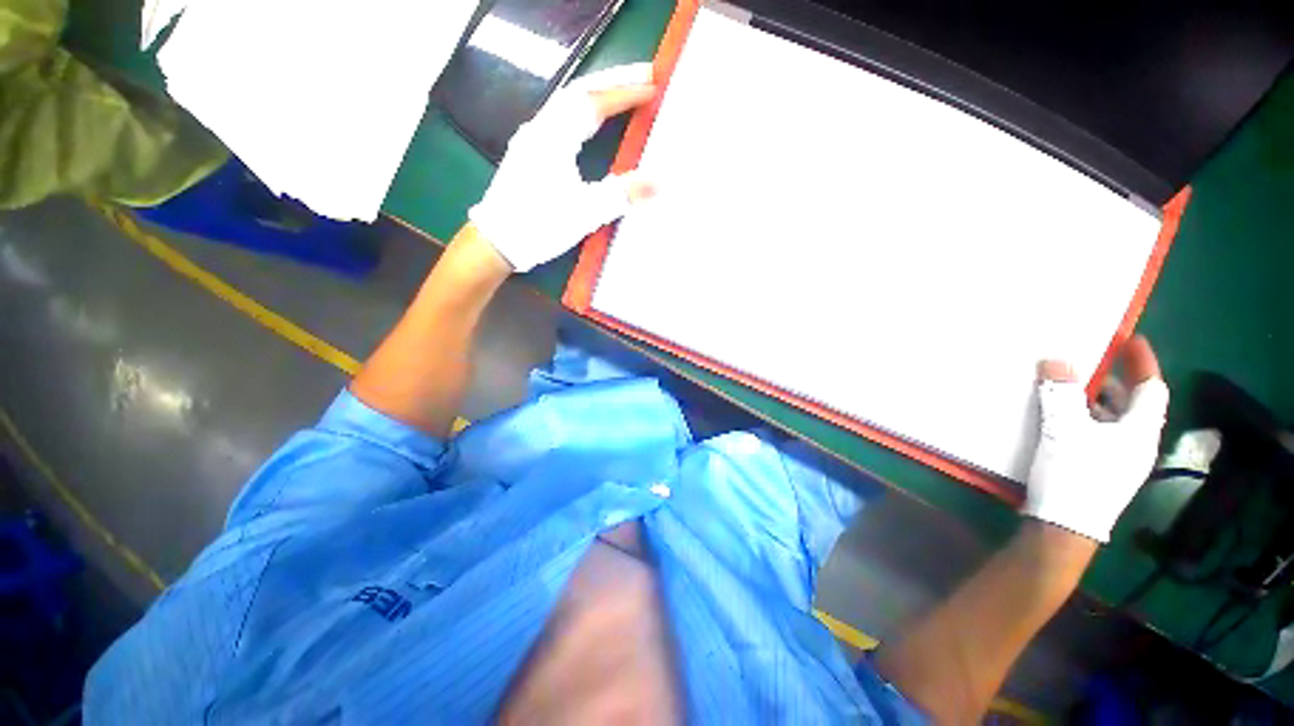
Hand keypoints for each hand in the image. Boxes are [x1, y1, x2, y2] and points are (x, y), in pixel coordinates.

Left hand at [469, 64, 657, 272]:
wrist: (498, 241)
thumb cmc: (541, 223)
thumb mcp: (586, 211)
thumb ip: (622, 194)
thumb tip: (659, 183)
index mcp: (554, 137)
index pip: (594, 102)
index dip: (625, 93)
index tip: (653, 85)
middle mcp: (541, 129)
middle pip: (579, 92)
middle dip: (612, 82)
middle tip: (643, 75)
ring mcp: (532, 140)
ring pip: (567, 104)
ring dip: (596, 94)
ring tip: (622, 93)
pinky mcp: (529, 154)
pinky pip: (560, 120)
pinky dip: (582, 112)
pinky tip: (590, 122)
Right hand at [1023, 335, 1169, 541]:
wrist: (1062, 527)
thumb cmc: (1074, 475)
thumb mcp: (1064, 429)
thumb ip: (1061, 393)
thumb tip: (1056, 359)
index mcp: (1139, 431)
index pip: (1151, 388)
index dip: (1142, 362)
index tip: (1129, 340)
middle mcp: (1136, 444)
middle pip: (1130, 404)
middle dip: (1109, 381)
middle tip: (1083, 363)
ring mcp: (1118, 461)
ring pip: (1110, 420)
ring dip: (1091, 401)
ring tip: (1064, 388)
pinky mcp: (1099, 471)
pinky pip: (1095, 434)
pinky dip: (1080, 419)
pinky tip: (1056, 418)